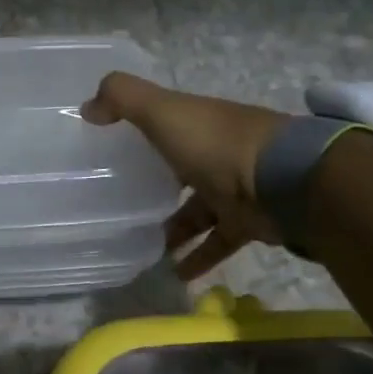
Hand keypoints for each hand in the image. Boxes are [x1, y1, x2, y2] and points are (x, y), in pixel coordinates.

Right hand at [81, 72, 291, 279]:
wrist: (285, 182)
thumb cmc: (216, 143)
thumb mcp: (163, 111)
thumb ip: (123, 99)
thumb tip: (87, 107)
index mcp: (198, 123)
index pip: (166, 126)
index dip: (141, 136)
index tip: (112, 156)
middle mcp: (216, 152)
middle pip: (181, 170)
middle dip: (156, 188)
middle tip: (121, 209)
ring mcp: (234, 188)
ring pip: (197, 210)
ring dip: (173, 230)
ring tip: (142, 249)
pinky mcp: (247, 222)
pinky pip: (217, 241)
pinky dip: (198, 256)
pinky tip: (175, 274)